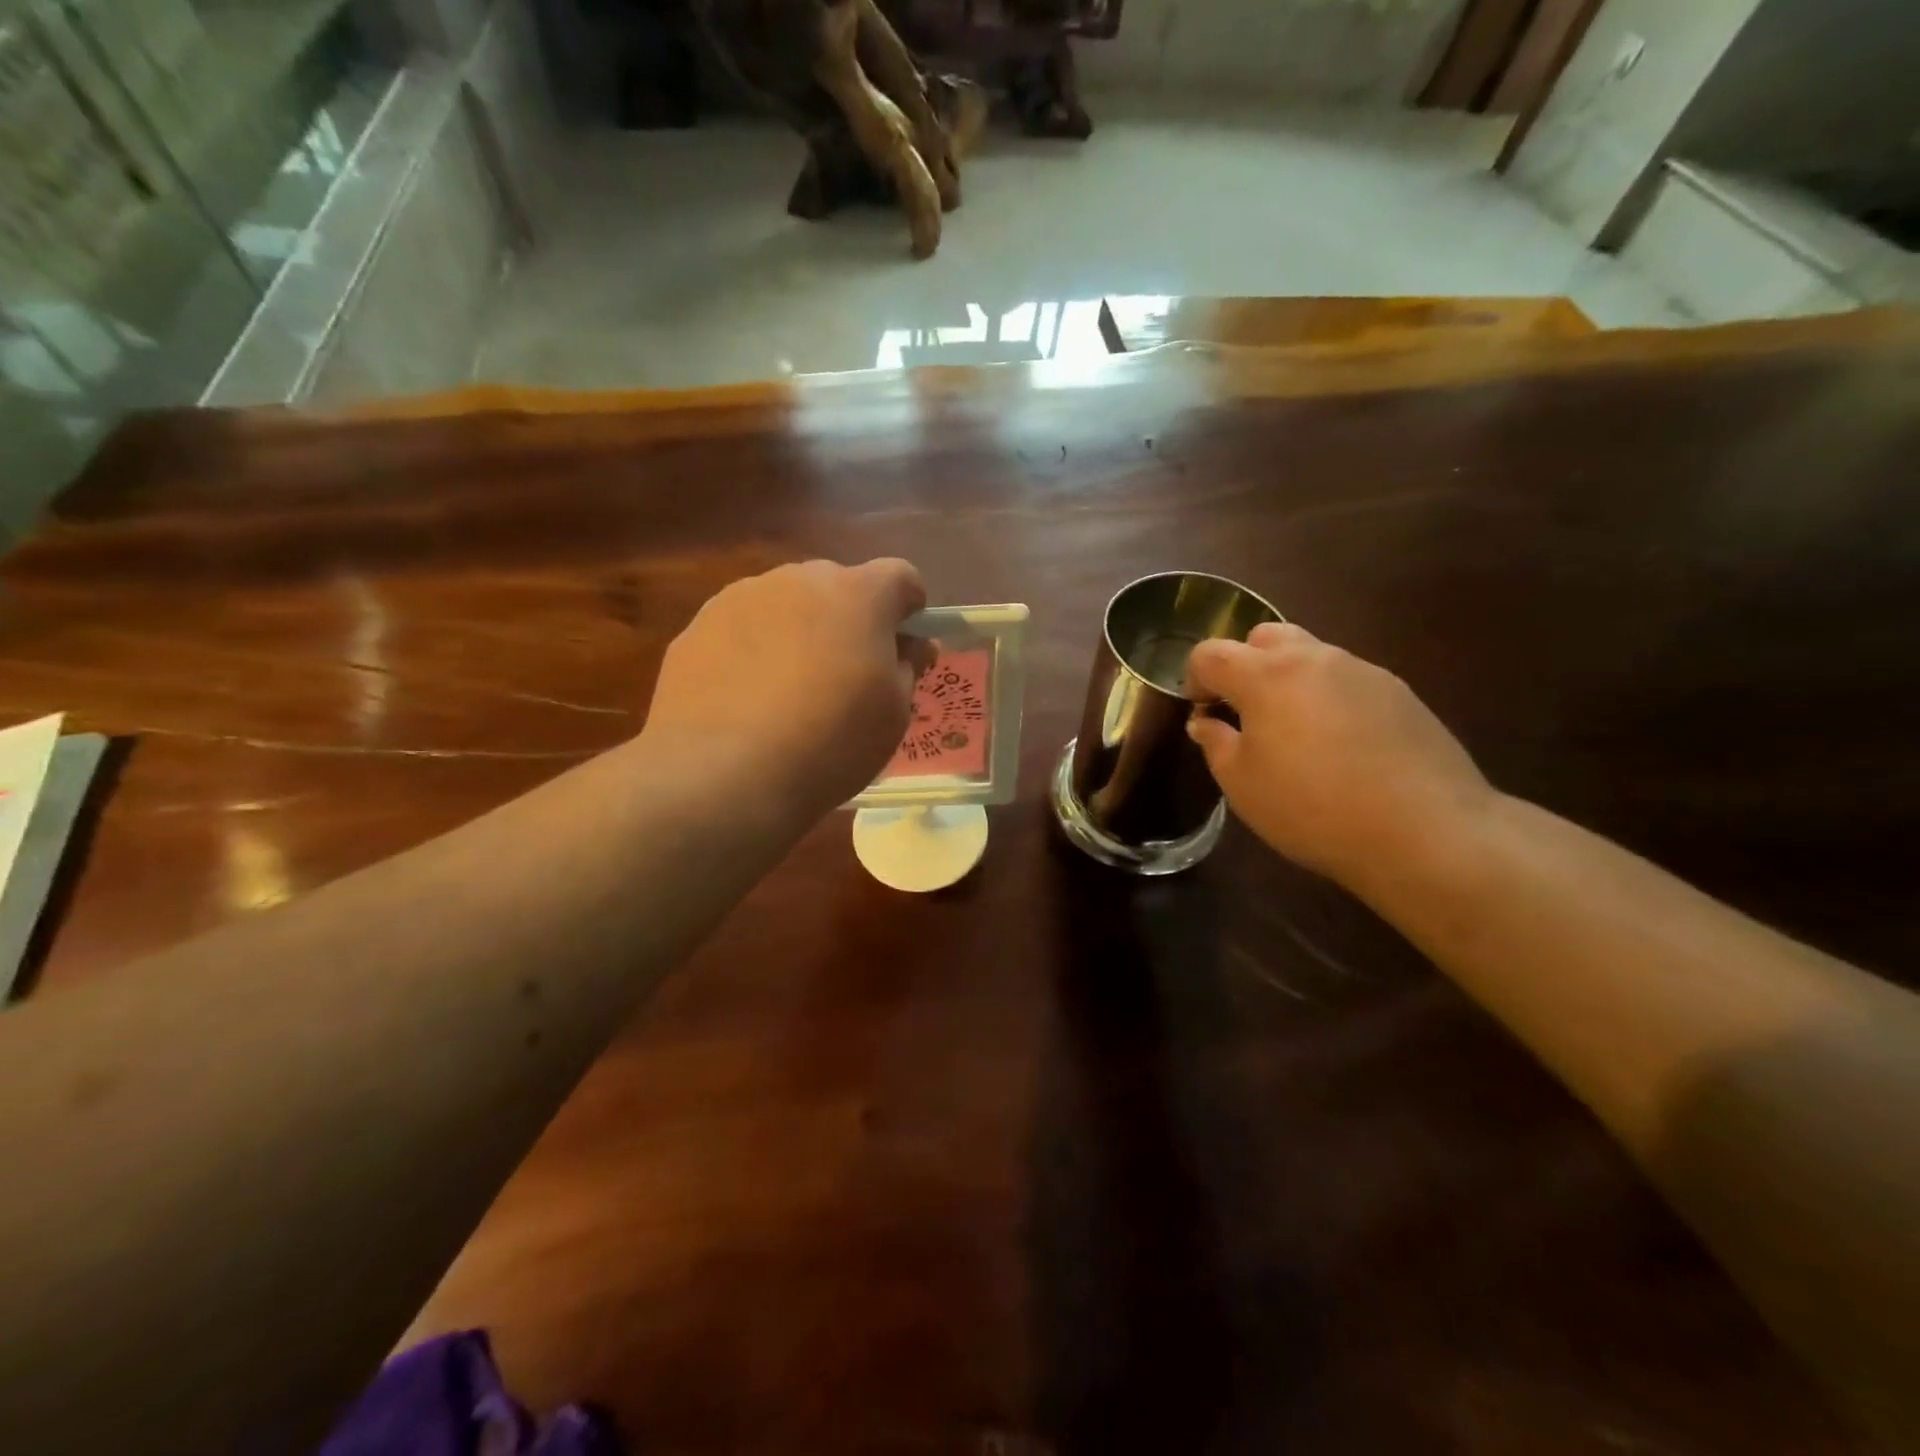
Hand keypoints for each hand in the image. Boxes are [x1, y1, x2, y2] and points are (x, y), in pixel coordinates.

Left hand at [642, 559, 931, 820]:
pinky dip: (752, 651)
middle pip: (837, 585)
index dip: (908, 608)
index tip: (903, 646)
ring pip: (785, 604)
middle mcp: (798, 580)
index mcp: (857, 594)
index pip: (899, 577)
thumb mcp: (893, 714)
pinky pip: (741, 628)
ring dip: (798, 631)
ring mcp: (740, 598)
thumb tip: (914, 646)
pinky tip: (746, 700)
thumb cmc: (830, 742)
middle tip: (846, 674)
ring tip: (788, 692)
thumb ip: (908, 668)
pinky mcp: (696, 626)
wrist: (723, 774)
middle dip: (849, 619)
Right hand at [1185, 623, 1496, 887]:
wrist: (1424, 830)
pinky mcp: (1399, 692)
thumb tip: (1206, 722)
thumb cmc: (1312, 807)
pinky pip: (1346, 680)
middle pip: (1264, 637)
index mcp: (1266, 675)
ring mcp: (1362, 670)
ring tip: (1295, 733)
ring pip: (1310, 655)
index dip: (1195, 679)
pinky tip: (1341, 746)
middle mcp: (1314, 658)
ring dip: (1288, 680)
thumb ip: (1216, 743)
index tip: (1203, 713)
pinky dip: (1328, 698)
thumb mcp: (1242, 784)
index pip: (1211, 653)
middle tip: (1246, 713)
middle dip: (1244, 665)